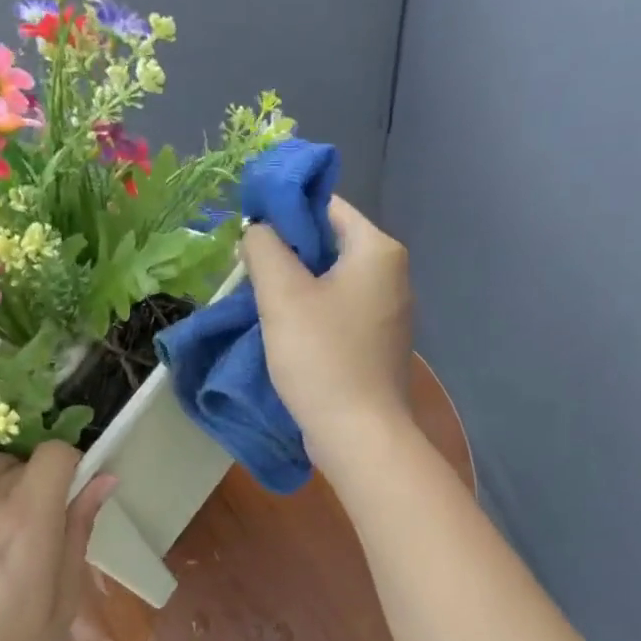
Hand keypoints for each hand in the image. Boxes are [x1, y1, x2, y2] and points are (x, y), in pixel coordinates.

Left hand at [0, 446, 114, 640]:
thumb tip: (104, 479)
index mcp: (27, 522)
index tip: (75, 497)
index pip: (55, 454)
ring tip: (8, 525)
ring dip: (7, 480)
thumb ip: (79, 531)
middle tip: (44, 529)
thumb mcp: (62, 602)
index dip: (73, 468)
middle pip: (25, 460)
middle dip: (43, 482)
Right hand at [243, 195, 413, 473]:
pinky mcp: (379, 345)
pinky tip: (287, 335)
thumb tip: (258, 228)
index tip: (249, 234)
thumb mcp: (282, 295)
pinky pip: (339, 313)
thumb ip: (264, 247)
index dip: (284, 212)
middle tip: (248, 272)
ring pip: (332, 282)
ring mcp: (389, 312)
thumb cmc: (321, 357)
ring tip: (261, 304)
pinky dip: (312, 315)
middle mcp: (392, 274)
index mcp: (378, 250)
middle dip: (287, 254)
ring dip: (296, 287)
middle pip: (329, 244)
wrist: (359, 434)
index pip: (327, 206)